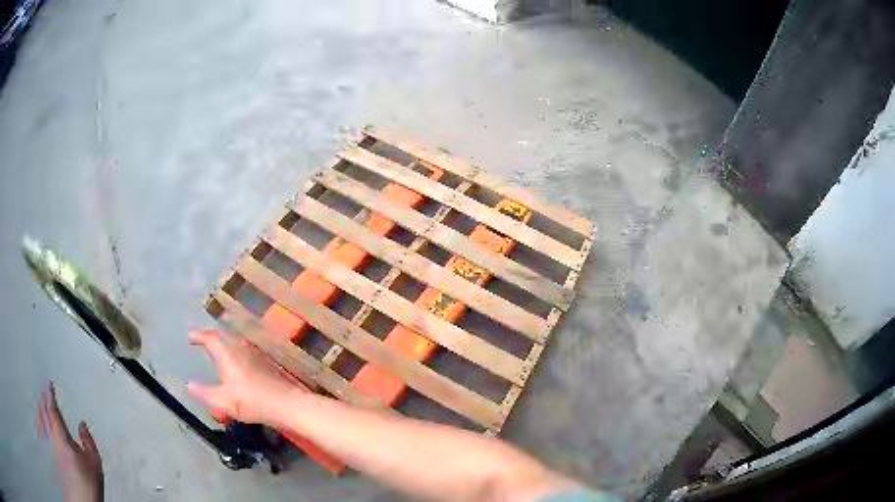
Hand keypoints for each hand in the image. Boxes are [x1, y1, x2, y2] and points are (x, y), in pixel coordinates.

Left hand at [36, 382, 102, 501]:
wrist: (82, 500)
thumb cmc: (88, 485)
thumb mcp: (94, 465)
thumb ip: (88, 442)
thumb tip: (82, 426)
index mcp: (62, 438)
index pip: (52, 409)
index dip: (49, 394)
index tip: (48, 385)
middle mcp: (51, 438)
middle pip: (42, 409)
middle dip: (43, 399)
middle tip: (44, 392)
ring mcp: (47, 445)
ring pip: (38, 417)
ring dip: (38, 407)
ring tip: (40, 401)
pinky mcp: (46, 451)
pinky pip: (38, 429)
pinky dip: (37, 420)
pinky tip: (37, 419)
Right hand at [187, 330, 300, 426]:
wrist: (287, 404)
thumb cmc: (253, 401)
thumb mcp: (223, 401)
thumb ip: (204, 393)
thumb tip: (188, 384)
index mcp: (228, 353)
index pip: (210, 338)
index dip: (199, 336)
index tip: (190, 336)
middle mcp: (240, 348)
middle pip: (223, 336)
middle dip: (211, 337)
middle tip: (201, 340)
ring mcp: (255, 354)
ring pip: (235, 343)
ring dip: (224, 343)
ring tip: (216, 349)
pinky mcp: (265, 364)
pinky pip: (244, 351)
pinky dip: (234, 351)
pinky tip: (236, 362)